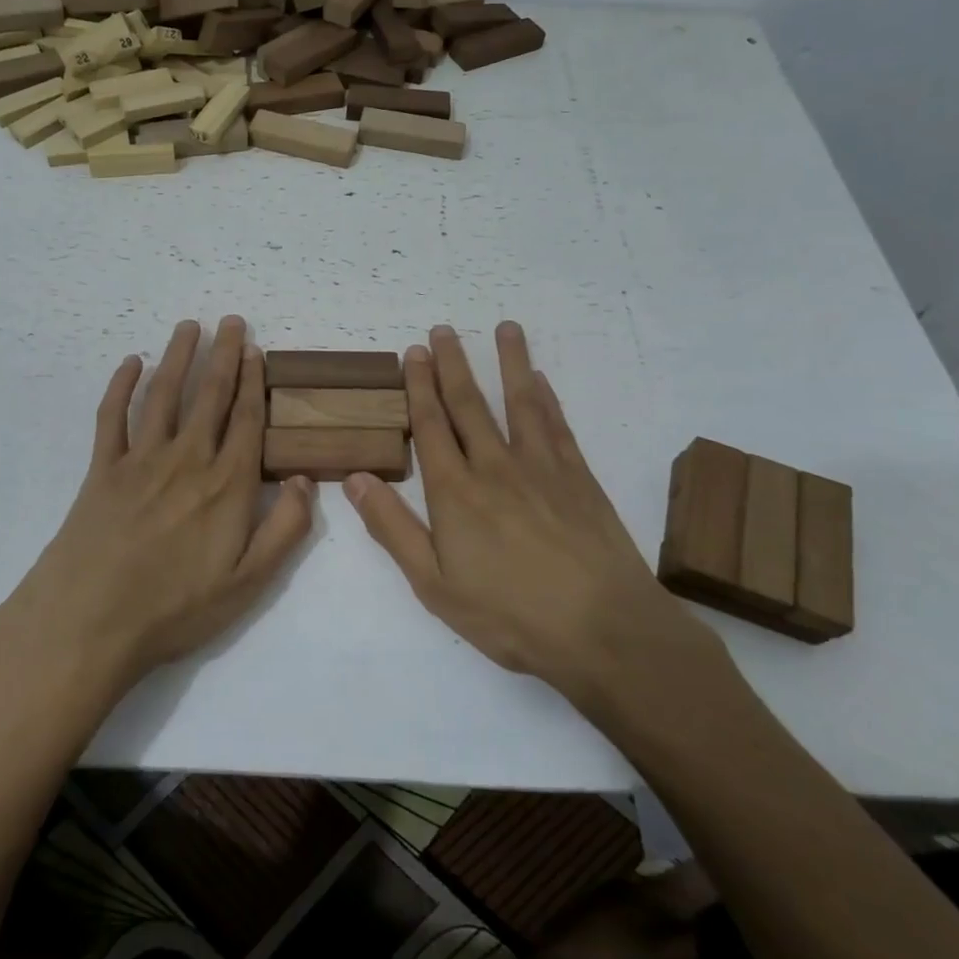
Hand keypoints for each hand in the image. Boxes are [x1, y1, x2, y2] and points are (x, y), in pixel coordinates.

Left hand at [0, 317, 314, 704]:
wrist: (90, 621)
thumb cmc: (176, 607)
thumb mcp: (249, 582)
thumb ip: (285, 529)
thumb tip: (303, 479)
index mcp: (226, 484)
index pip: (246, 420)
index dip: (253, 382)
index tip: (256, 350)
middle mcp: (187, 459)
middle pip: (209, 396)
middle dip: (223, 355)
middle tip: (231, 321)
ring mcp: (141, 460)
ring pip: (164, 394)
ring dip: (178, 357)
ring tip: (189, 326)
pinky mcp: (102, 469)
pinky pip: (112, 417)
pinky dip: (121, 386)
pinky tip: (131, 363)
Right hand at [343, 322, 733, 732]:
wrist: (603, 630)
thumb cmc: (509, 615)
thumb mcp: (434, 585)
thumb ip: (392, 528)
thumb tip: (354, 478)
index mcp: (455, 492)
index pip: (430, 426)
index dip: (418, 387)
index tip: (411, 353)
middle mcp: (495, 467)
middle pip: (468, 405)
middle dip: (452, 365)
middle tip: (441, 330)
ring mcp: (541, 468)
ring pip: (519, 402)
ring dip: (509, 363)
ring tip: (504, 328)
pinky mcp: (579, 477)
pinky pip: (557, 425)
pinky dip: (546, 397)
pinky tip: (541, 379)